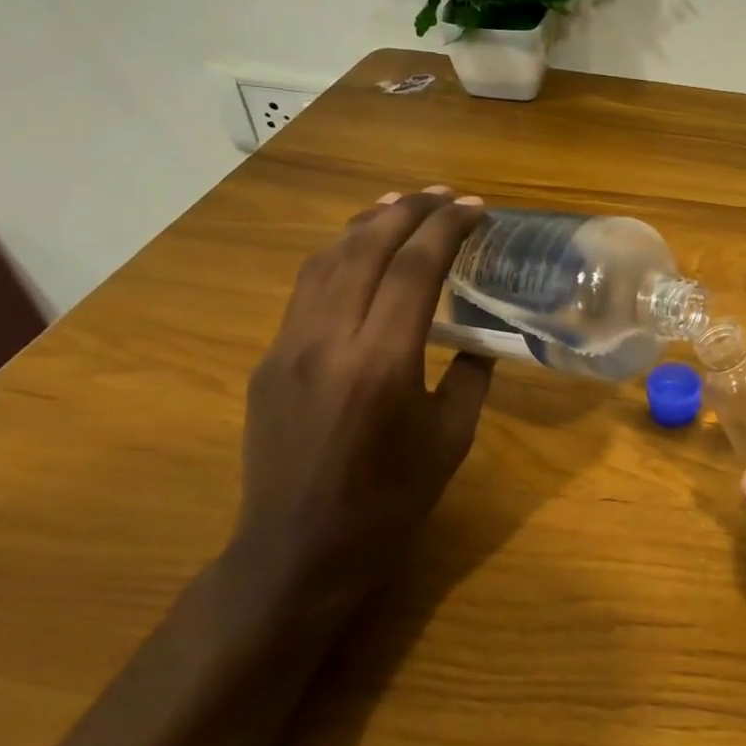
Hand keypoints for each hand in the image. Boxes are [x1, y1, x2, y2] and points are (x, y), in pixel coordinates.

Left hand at [232, 187, 492, 608]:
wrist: (298, 550)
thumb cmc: (389, 502)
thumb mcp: (451, 440)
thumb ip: (470, 378)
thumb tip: (476, 339)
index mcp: (382, 362)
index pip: (415, 269)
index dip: (447, 229)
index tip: (475, 209)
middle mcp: (328, 340)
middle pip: (365, 248)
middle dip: (408, 210)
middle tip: (444, 195)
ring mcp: (289, 346)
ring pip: (326, 260)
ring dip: (366, 223)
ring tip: (400, 205)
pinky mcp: (268, 359)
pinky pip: (306, 289)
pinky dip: (338, 256)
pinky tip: (358, 253)